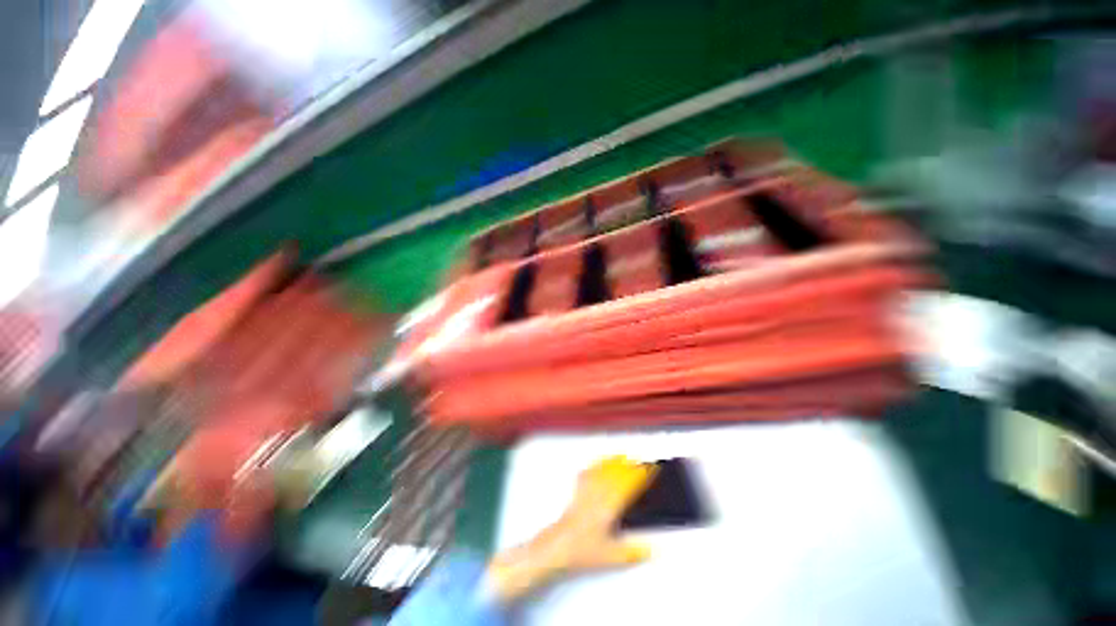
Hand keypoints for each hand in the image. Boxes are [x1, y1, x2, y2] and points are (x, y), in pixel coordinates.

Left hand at [487, 456, 656, 601]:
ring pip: (602, 471)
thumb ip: (632, 553)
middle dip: (628, 466)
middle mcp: (598, 495)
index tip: (649, 470)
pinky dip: (595, 466)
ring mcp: (586, 492)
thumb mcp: (611, 558)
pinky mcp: (577, 493)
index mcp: (608, 507)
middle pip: (615, 475)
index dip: (639, 477)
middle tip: (638, 461)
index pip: (627, 486)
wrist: (558, 546)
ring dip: (613, 462)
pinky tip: (597, 463)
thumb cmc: (581, 550)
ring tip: (621, 456)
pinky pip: (588, 474)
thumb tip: (649, 549)